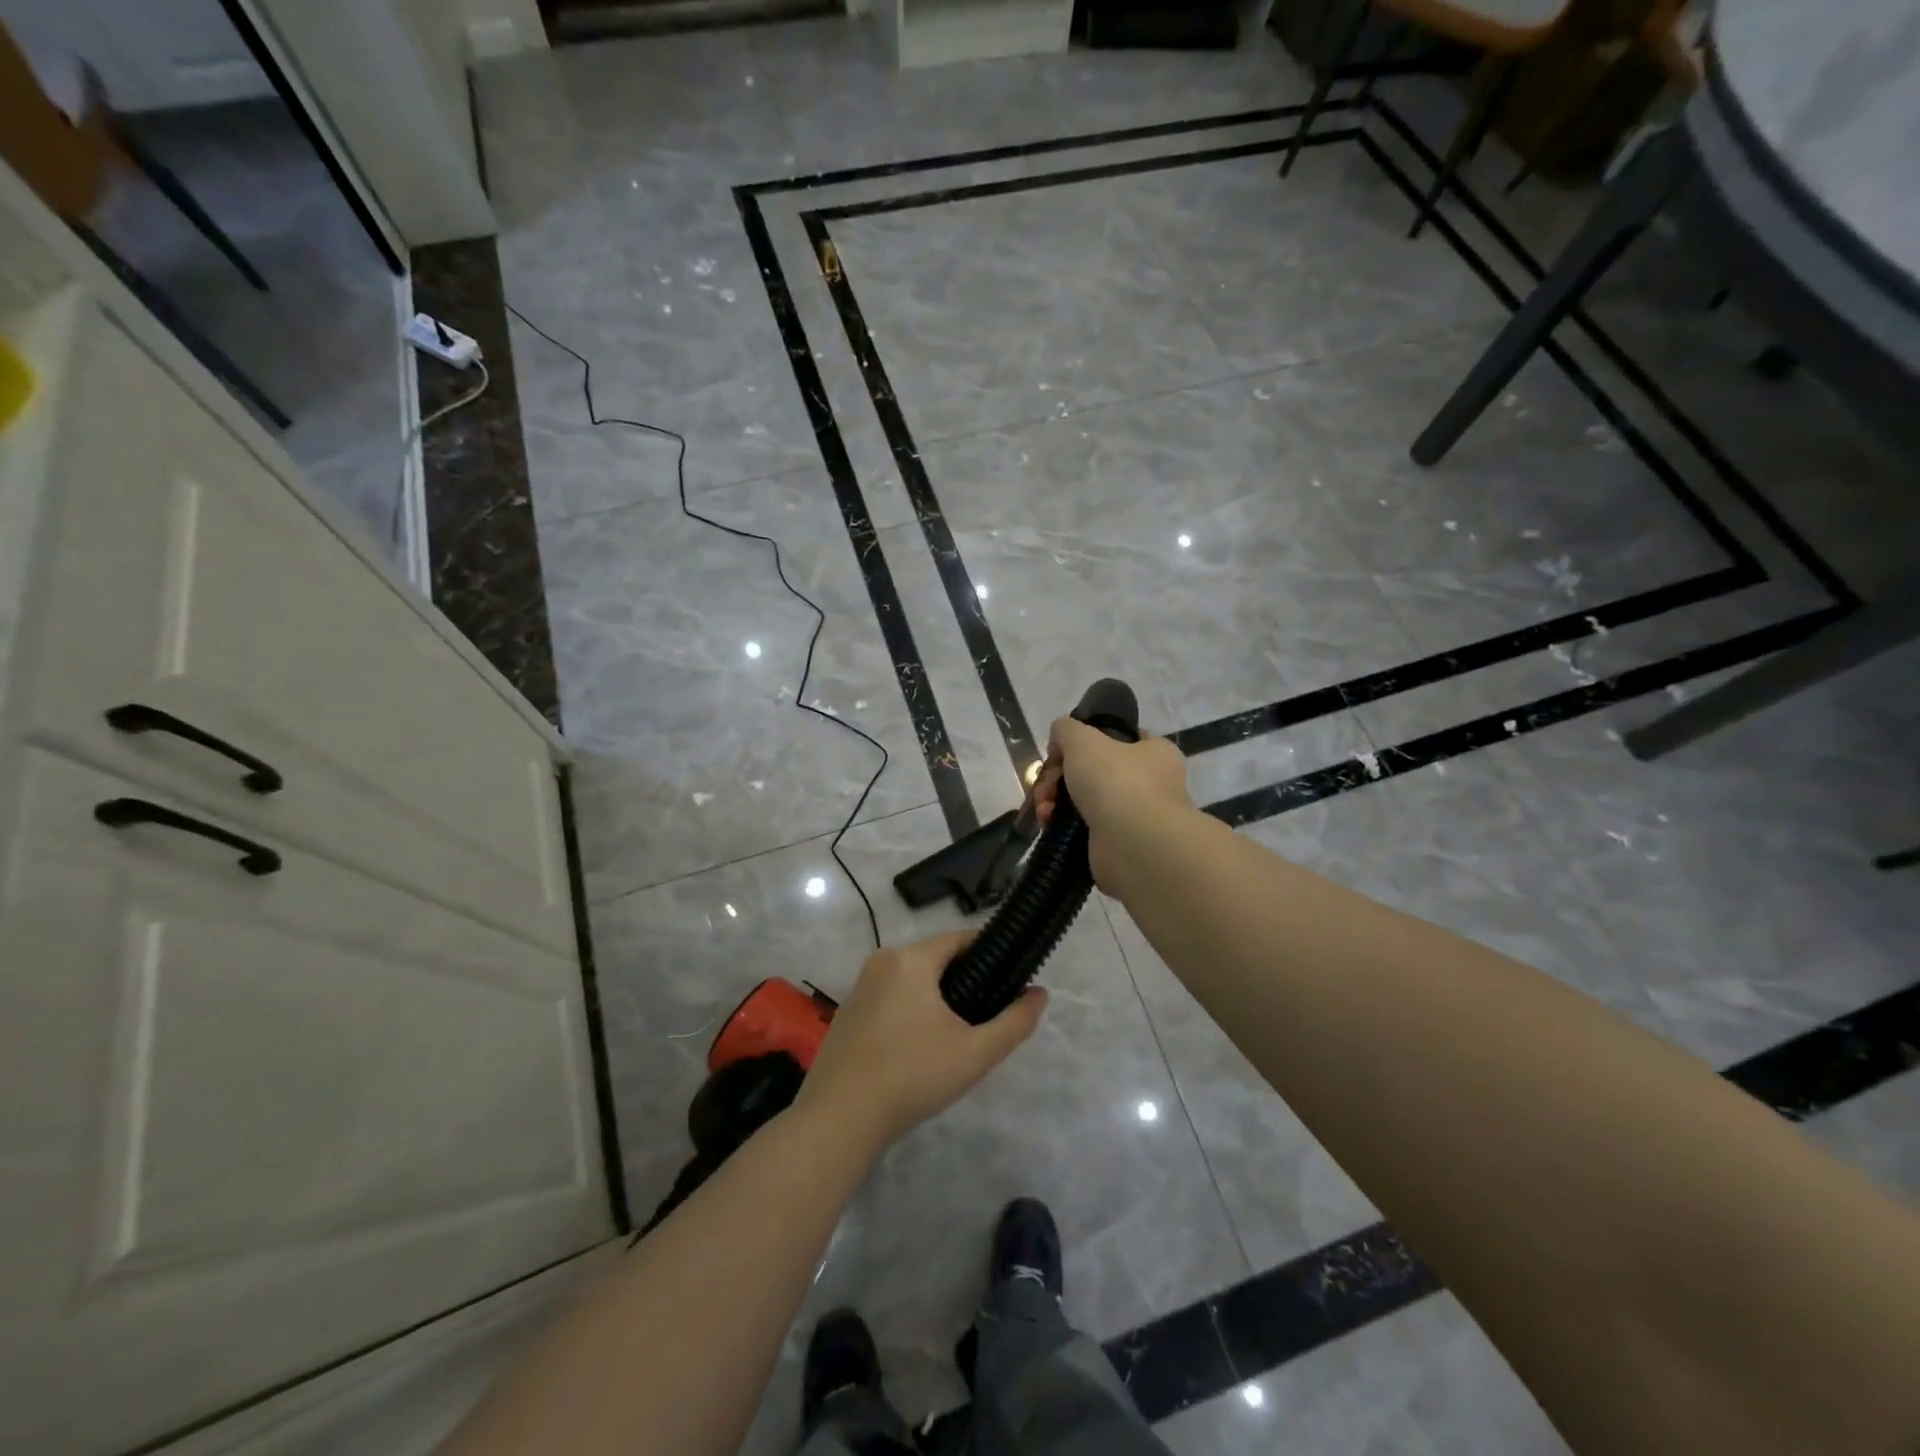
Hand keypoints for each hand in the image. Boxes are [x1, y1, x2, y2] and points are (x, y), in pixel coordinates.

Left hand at [794, 932, 1046, 1153]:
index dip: (989, 953)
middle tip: (985, 1017)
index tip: (1010, 977)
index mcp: (911, 959)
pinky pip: (890, 999)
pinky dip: (910, 1013)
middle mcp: (882, 962)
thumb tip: (1039, 994)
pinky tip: (918, 1050)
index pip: (960, 939)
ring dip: (936, 1000)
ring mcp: (860, 987)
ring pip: (912, 981)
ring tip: (955, 1037)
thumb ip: (1014, 1022)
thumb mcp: (975, 1053)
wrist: (839, 1118)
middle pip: (935, 960)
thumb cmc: (912, 1076)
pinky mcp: (847, 1013)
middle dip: (964, 981)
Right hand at [1034, 717, 1191, 891]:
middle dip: (1059, 776)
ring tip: (1044, 809)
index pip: (1120, 738)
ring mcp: (1134, 817)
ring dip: (1056, 801)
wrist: (1134, 846)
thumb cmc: (1116, 782)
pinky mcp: (1116, 845)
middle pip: (1093, 771)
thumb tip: (1060, 740)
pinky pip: (1082, 829)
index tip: (1060, 751)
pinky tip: (1049, 825)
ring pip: (1084, 800)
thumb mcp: (1083, 739)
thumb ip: (1066, 729)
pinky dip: (1062, 826)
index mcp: (1155, 753)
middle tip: (1045, 784)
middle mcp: (1150, 784)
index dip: (1086, 740)